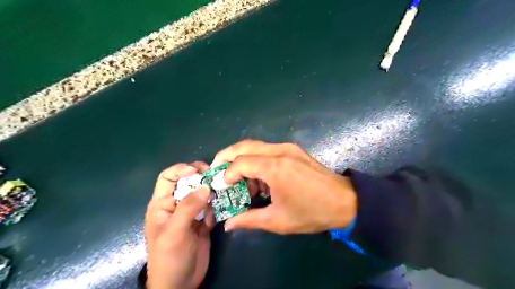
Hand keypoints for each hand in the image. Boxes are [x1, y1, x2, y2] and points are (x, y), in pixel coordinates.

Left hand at [145, 162, 212, 288]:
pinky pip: (211, 208)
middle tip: (216, 178)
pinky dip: (216, 209)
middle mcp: (177, 205)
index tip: (198, 170)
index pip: (168, 177)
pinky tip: (216, 218)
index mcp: (162, 204)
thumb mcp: (175, 232)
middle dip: (201, 179)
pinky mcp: (203, 222)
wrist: (180, 284)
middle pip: (189, 183)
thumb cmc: (169, 258)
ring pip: (202, 194)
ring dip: (212, 194)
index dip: (181, 169)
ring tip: (221, 196)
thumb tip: (205, 186)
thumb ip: (188, 208)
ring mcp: (191, 214)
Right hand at [211, 140, 356, 233]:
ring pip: (255, 146)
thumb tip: (228, 224)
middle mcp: (279, 151)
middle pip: (243, 146)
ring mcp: (288, 147)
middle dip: (226, 157)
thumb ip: (249, 219)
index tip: (222, 188)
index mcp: (275, 167)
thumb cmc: (311, 212)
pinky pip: (267, 150)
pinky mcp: (293, 149)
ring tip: (240, 181)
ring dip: (242, 159)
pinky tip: (259, 178)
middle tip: (217, 171)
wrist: (345, 201)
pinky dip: (256, 160)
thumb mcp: (278, 220)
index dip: (227, 174)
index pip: (240, 162)